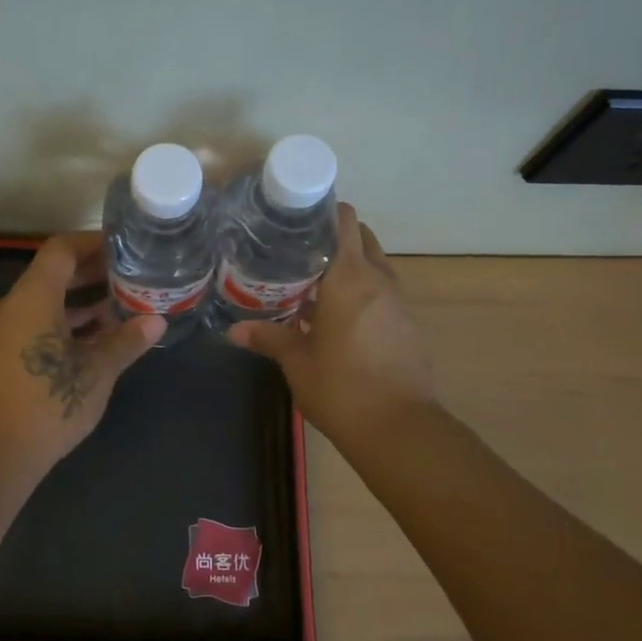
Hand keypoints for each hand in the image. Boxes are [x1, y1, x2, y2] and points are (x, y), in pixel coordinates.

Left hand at [0, 232, 165, 478]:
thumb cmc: (47, 404)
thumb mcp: (96, 372)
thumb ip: (126, 342)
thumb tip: (157, 321)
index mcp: (32, 298)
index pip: (61, 249)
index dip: (92, 243)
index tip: (123, 249)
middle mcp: (11, 307)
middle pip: (51, 275)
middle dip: (90, 274)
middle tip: (128, 278)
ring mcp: (0, 334)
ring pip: (42, 303)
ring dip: (78, 304)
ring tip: (117, 310)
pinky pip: (32, 326)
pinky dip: (61, 325)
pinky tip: (90, 344)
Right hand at [227, 202, 435, 443]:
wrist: (400, 428)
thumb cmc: (341, 388)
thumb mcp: (297, 362)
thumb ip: (268, 338)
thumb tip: (233, 330)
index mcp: (349, 278)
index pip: (344, 221)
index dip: (323, 211)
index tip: (296, 217)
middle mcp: (378, 280)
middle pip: (361, 237)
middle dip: (334, 237)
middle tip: (298, 250)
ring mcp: (398, 302)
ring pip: (374, 265)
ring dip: (349, 266)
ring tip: (312, 281)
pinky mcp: (407, 324)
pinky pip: (382, 292)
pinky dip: (362, 291)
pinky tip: (336, 316)